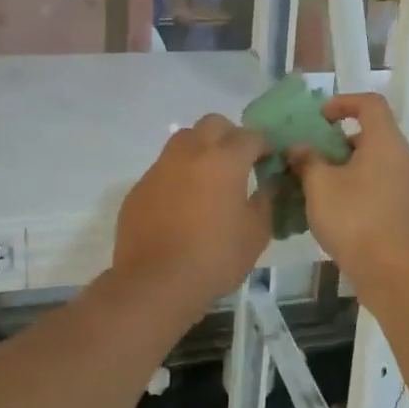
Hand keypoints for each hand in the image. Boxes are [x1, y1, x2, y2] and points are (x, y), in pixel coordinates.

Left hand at [114, 115, 271, 310]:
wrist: (156, 283)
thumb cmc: (215, 258)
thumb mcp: (256, 234)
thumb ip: (265, 202)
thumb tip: (268, 185)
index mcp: (224, 161)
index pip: (250, 136)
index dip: (264, 146)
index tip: (269, 161)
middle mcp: (190, 154)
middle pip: (213, 124)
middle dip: (230, 136)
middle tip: (239, 161)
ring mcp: (160, 168)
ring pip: (184, 140)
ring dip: (201, 149)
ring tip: (209, 178)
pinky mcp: (139, 188)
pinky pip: (164, 169)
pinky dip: (178, 175)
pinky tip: (182, 204)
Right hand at [288, 93, 408, 279]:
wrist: (394, 271)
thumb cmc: (354, 218)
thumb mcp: (319, 186)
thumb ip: (307, 160)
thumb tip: (299, 148)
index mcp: (386, 142)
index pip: (370, 104)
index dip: (344, 103)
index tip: (320, 117)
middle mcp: (406, 158)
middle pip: (374, 136)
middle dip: (341, 143)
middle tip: (315, 159)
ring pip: (379, 165)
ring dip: (351, 169)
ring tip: (323, 189)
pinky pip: (385, 188)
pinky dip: (364, 190)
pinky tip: (343, 214)